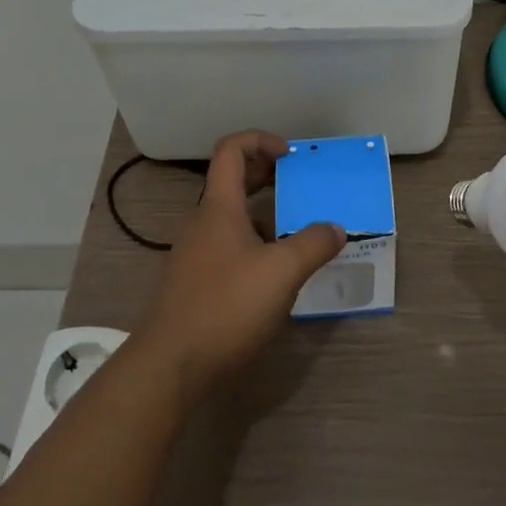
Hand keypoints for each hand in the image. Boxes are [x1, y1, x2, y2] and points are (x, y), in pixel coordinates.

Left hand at [130, 131, 345, 402]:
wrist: (169, 365)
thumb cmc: (226, 306)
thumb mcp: (281, 273)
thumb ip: (312, 245)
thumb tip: (336, 228)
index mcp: (220, 206)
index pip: (231, 150)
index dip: (260, 140)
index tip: (289, 154)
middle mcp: (203, 221)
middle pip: (231, 180)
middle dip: (265, 174)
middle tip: (297, 183)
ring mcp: (195, 252)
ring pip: (230, 216)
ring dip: (261, 212)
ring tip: (293, 230)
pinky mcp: (194, 282)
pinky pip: (226, 245)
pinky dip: (251, 243)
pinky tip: (272, 272)